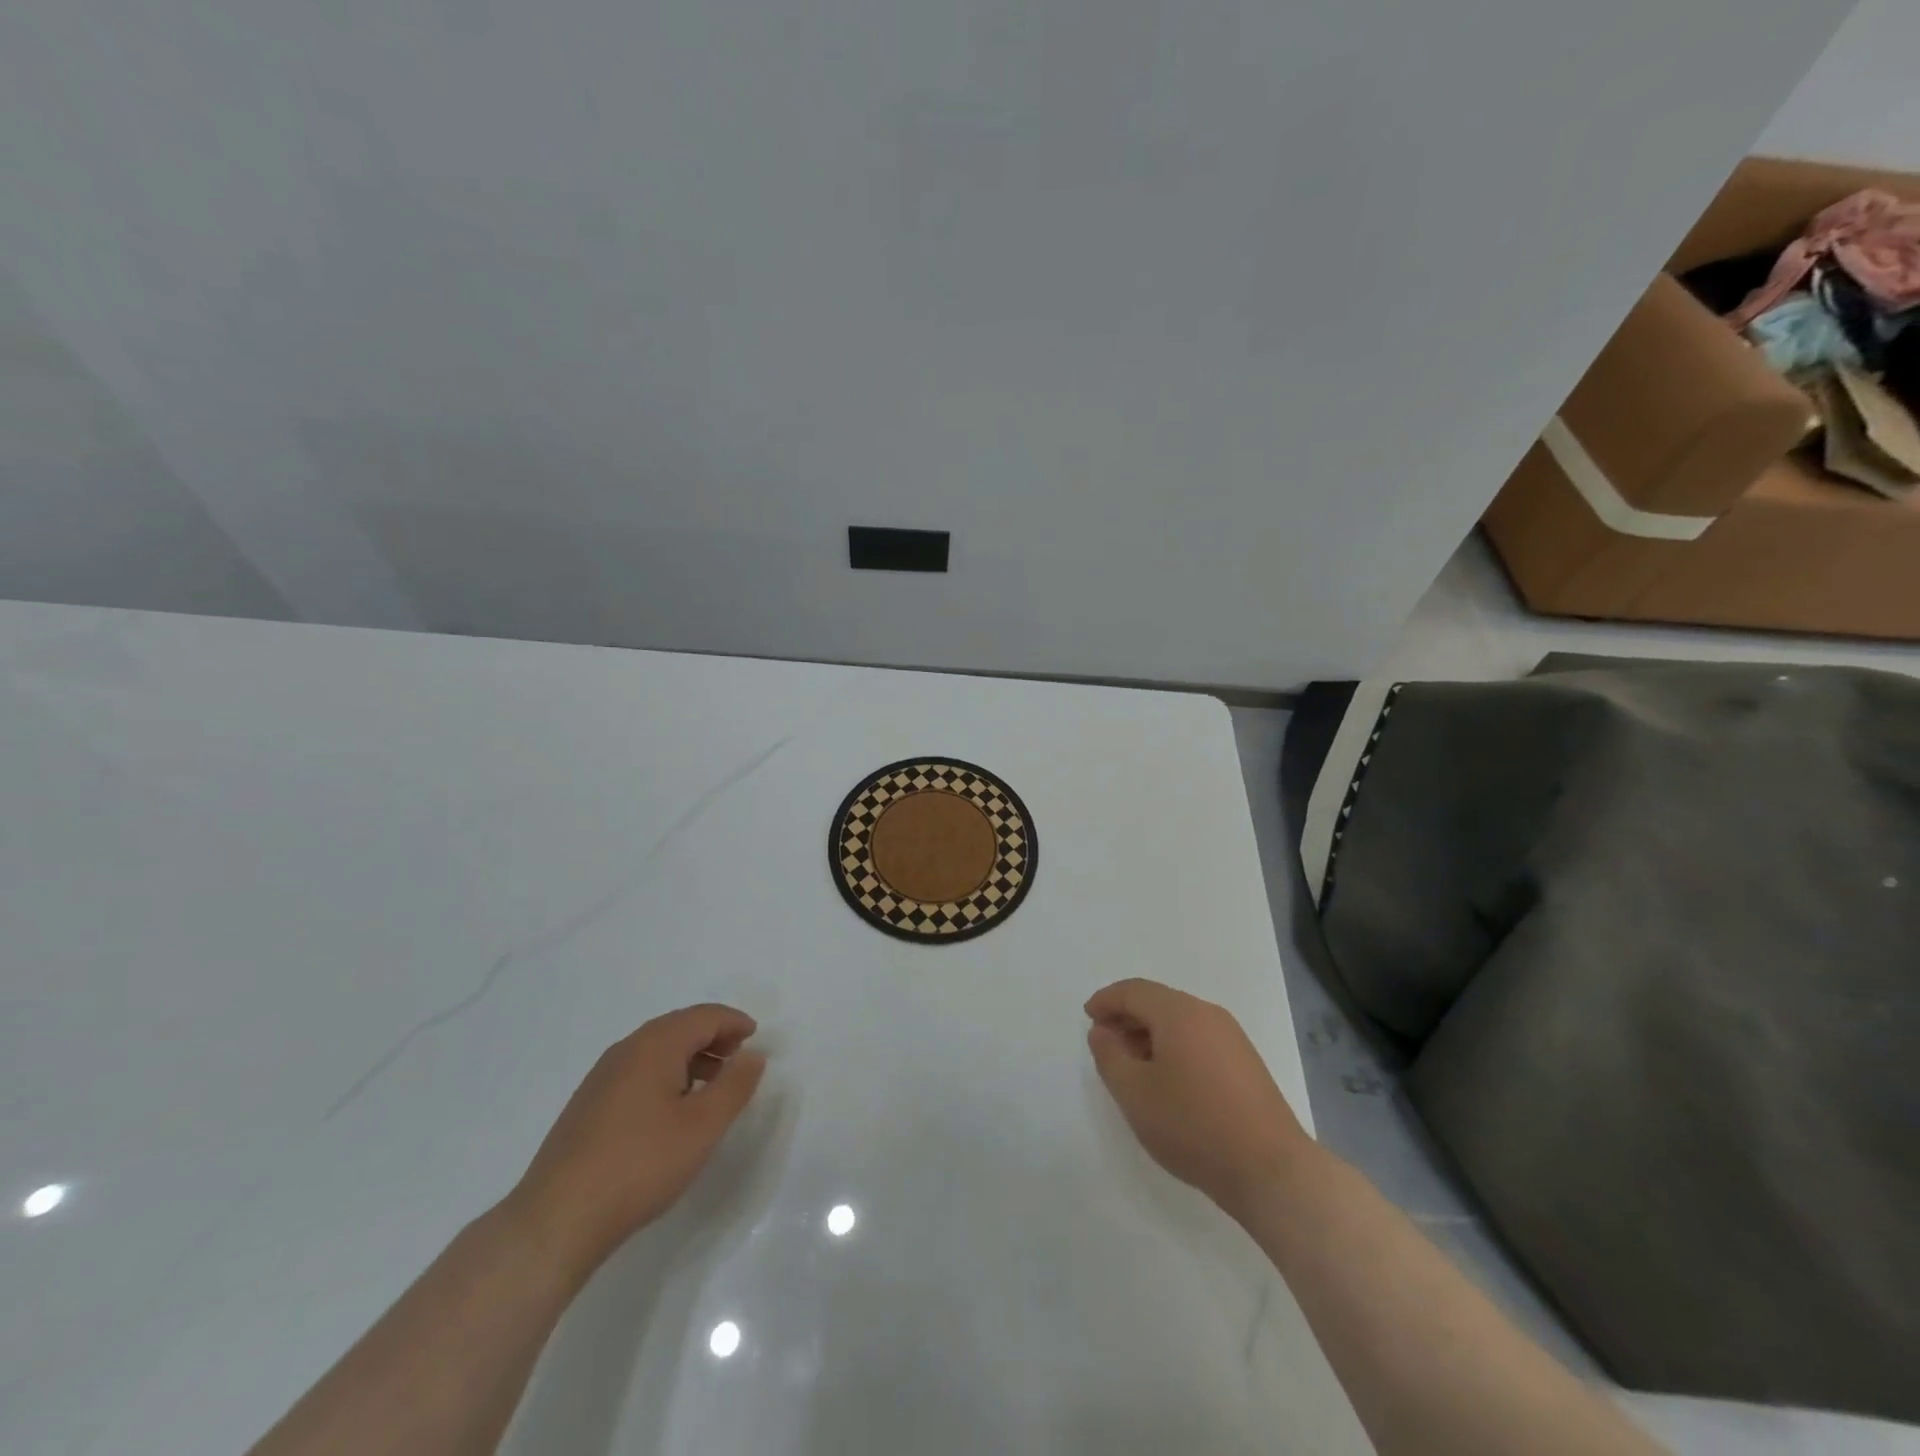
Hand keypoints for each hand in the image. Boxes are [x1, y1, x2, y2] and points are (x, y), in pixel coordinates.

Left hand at [507, 1003, 765, 1277]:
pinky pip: (639, 1071)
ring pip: (657, 1050)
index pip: (704, 1016)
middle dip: (714, 1037)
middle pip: (679, 1027)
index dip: (734, 1022)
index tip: (757, 1038)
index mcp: (655, 1045)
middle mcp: (626, 1050)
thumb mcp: (703, 1126)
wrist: (556, 1219)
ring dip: (691, 1058)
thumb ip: (735, 1085)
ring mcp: (602, 1077)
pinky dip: (667, 1075)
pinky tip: (672, 1111)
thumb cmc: (640, 1165)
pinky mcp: (588, 1105)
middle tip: (739, 1060)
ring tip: (712, 1088)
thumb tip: (753, 1054)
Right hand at [1086, 978, 1312, 1214]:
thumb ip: (1109, 1056)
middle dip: (1127, 1017)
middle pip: (1158, 1002)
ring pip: (1179, 1021)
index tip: (1088, 1017)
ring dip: (1150, 1034)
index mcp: (1179, 1012)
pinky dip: (1173, 1047)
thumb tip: (1102, 1032)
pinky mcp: (1246, 1063)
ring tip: (1131, 1064)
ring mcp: (1232, 1038)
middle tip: (1104, 1042)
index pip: (1134, 991)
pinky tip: (1166, 1079)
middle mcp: (1207, 1014)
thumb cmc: (1193, 1125)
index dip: (1106, 1000)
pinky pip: (1198, 1039)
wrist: (1271, 1170)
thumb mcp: (1134, 1093)